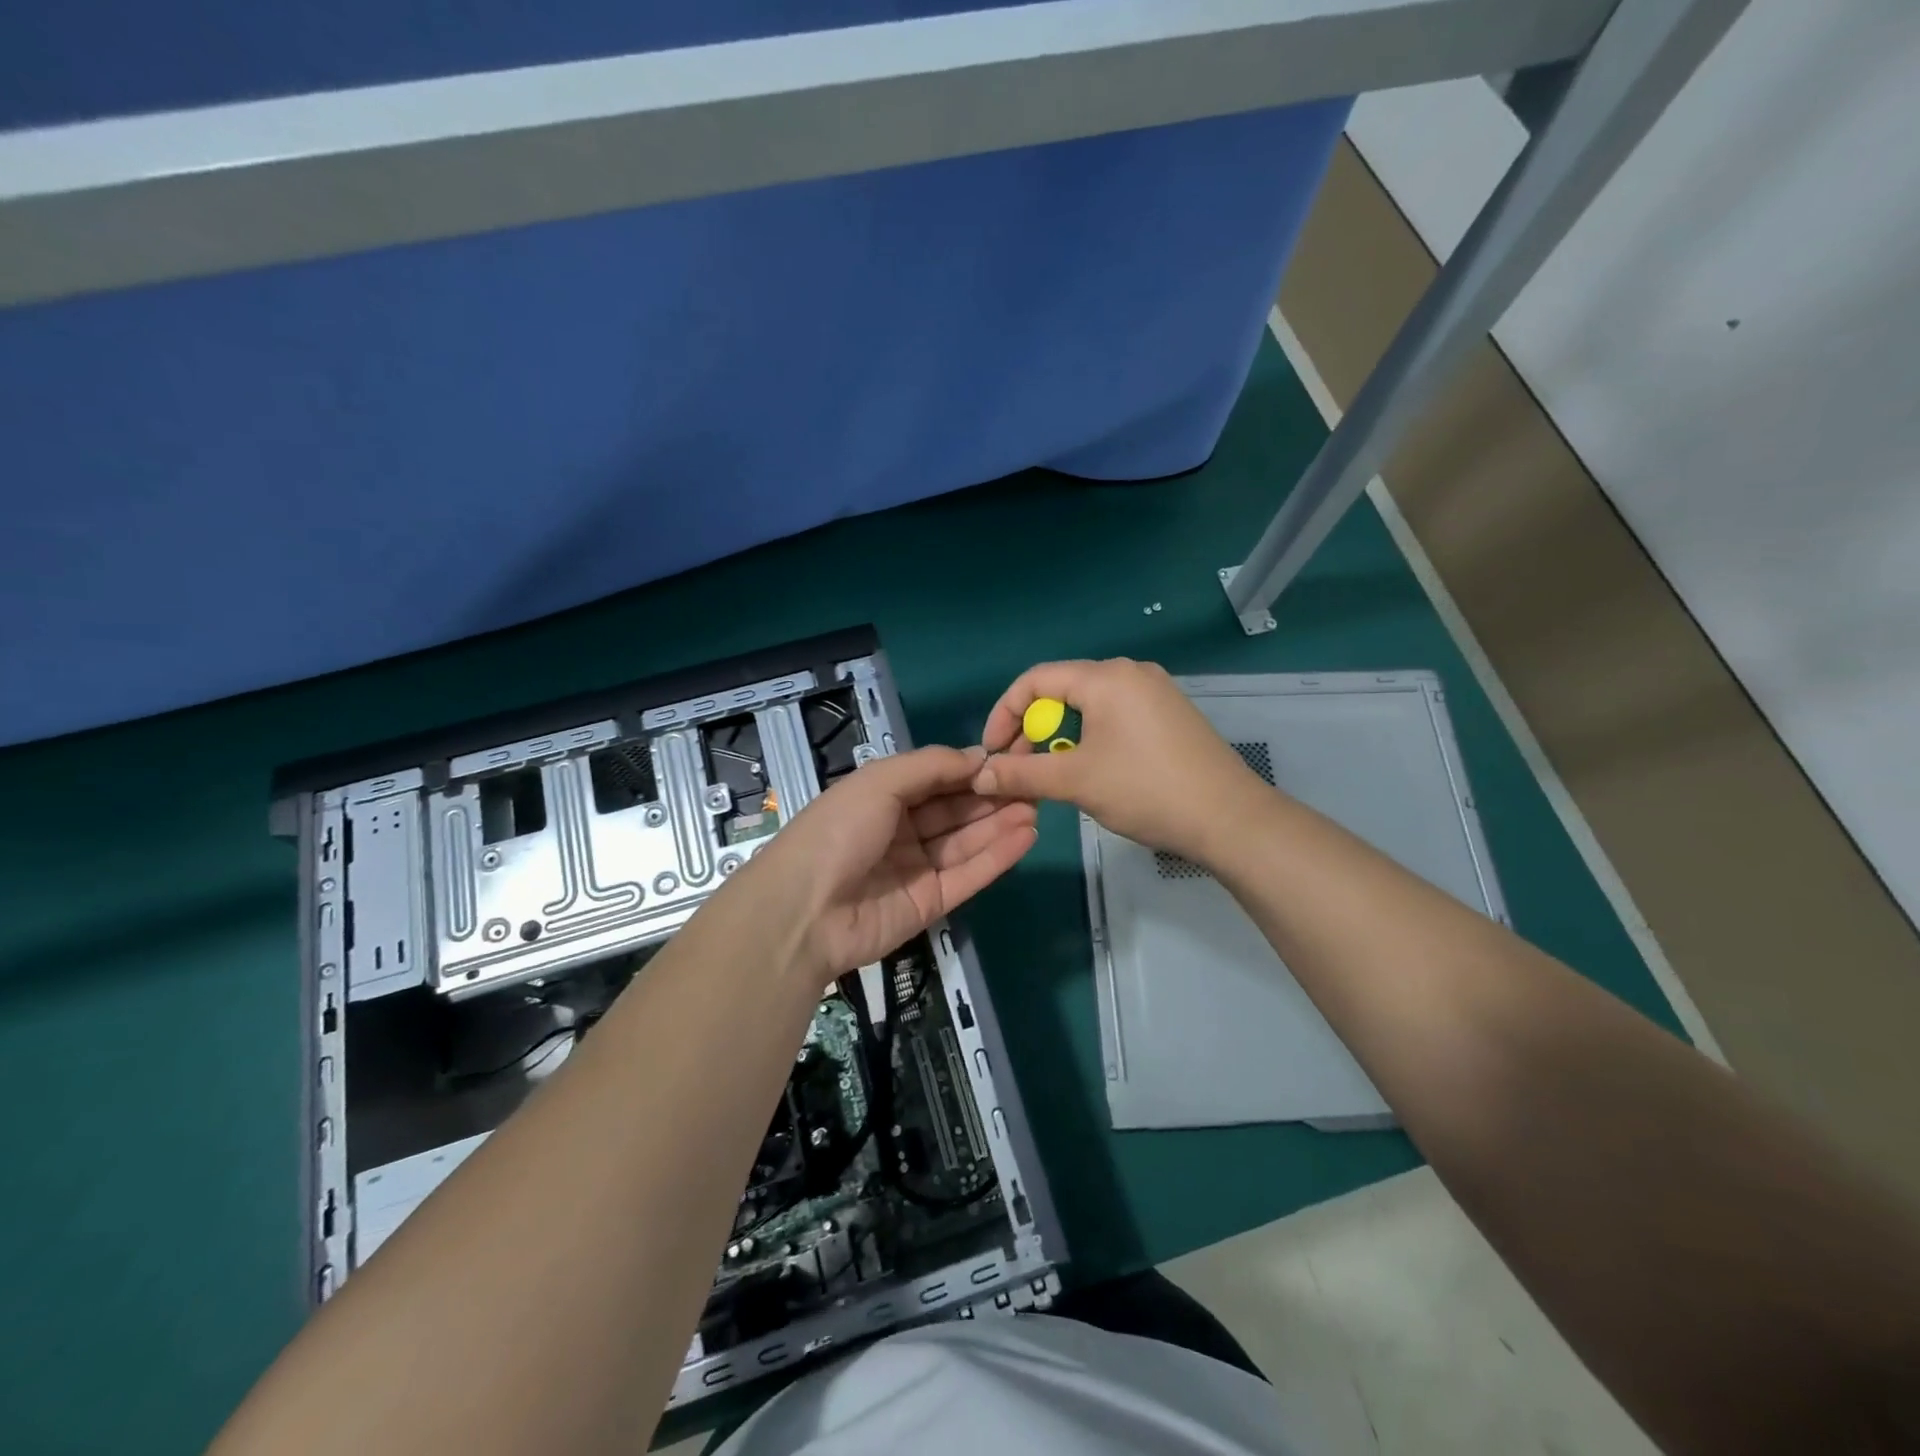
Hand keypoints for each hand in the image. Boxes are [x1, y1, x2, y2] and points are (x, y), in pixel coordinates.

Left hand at [753, 745, 1036, 981]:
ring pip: (966, 841)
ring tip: (1038, 805)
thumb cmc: (838, 831)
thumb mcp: (879, 782)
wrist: (805, 911)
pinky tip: (1027, 835)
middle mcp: (901, 830)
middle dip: (992, 796)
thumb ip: (931, 766)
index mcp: (882, 797)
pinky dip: (998, 855)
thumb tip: (977, 756)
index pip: (936, 779)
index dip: (971, 768)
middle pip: (955, 810)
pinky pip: (969, 874)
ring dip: (1001, 823)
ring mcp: (917, 868)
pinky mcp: (931, 902)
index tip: (1011, 757)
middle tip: (1035, 783)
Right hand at [972, 658, 1271, 864]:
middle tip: (1022, 769)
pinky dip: (1091, 739)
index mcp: (1105, 677)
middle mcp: (1130, 673)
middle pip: (1061, 690)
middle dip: (1032, 729)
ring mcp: (1155, 692)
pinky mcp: (1170, 714)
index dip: (1004, 714)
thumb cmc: (1146, 790)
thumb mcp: (1075, 781)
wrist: (1229, 818)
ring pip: (1088, 706)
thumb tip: (979, 774)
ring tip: (1055, 775)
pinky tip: (1095, 771)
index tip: (992, 754)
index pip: (1035, 680)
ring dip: (1061, 737)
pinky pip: (1115, 716)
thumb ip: (1021, 774)